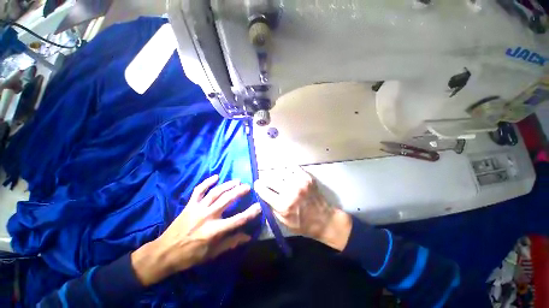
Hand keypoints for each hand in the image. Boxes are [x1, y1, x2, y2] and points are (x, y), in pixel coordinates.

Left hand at [131, 175, 260, 285]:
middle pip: (227, 200)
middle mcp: (207, 216)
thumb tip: (247, 236)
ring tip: (237, 181)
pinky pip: (198, 190)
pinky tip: (216, 176)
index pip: (237, 220)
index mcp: (214, 230)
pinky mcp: (190, 205)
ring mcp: (198, 208)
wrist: (164, 253)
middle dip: (239, 192)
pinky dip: (207, 182)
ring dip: (227, 185)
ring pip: (215, 192)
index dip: (250, 213)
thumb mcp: (212, 253)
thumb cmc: (190, 255)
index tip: (259, 206)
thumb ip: (231, 242)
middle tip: (248, 186)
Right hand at [254, 167, 351, 250]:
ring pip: (280, 171)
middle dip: (266, 180)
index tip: (257, 185)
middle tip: (266, 181)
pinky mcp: (307, 177)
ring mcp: (300, 182)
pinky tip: (287, 174)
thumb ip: (271, 207)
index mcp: (283, 205)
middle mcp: (290, 191)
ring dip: (276, 175)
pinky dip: (287, 169)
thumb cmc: (302, 223)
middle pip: (270, 179)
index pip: (264, 190)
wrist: (323, 219)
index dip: (258, 186)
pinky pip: (292, 167)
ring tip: (278, 178)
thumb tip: (262, 194)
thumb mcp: (283, 222)